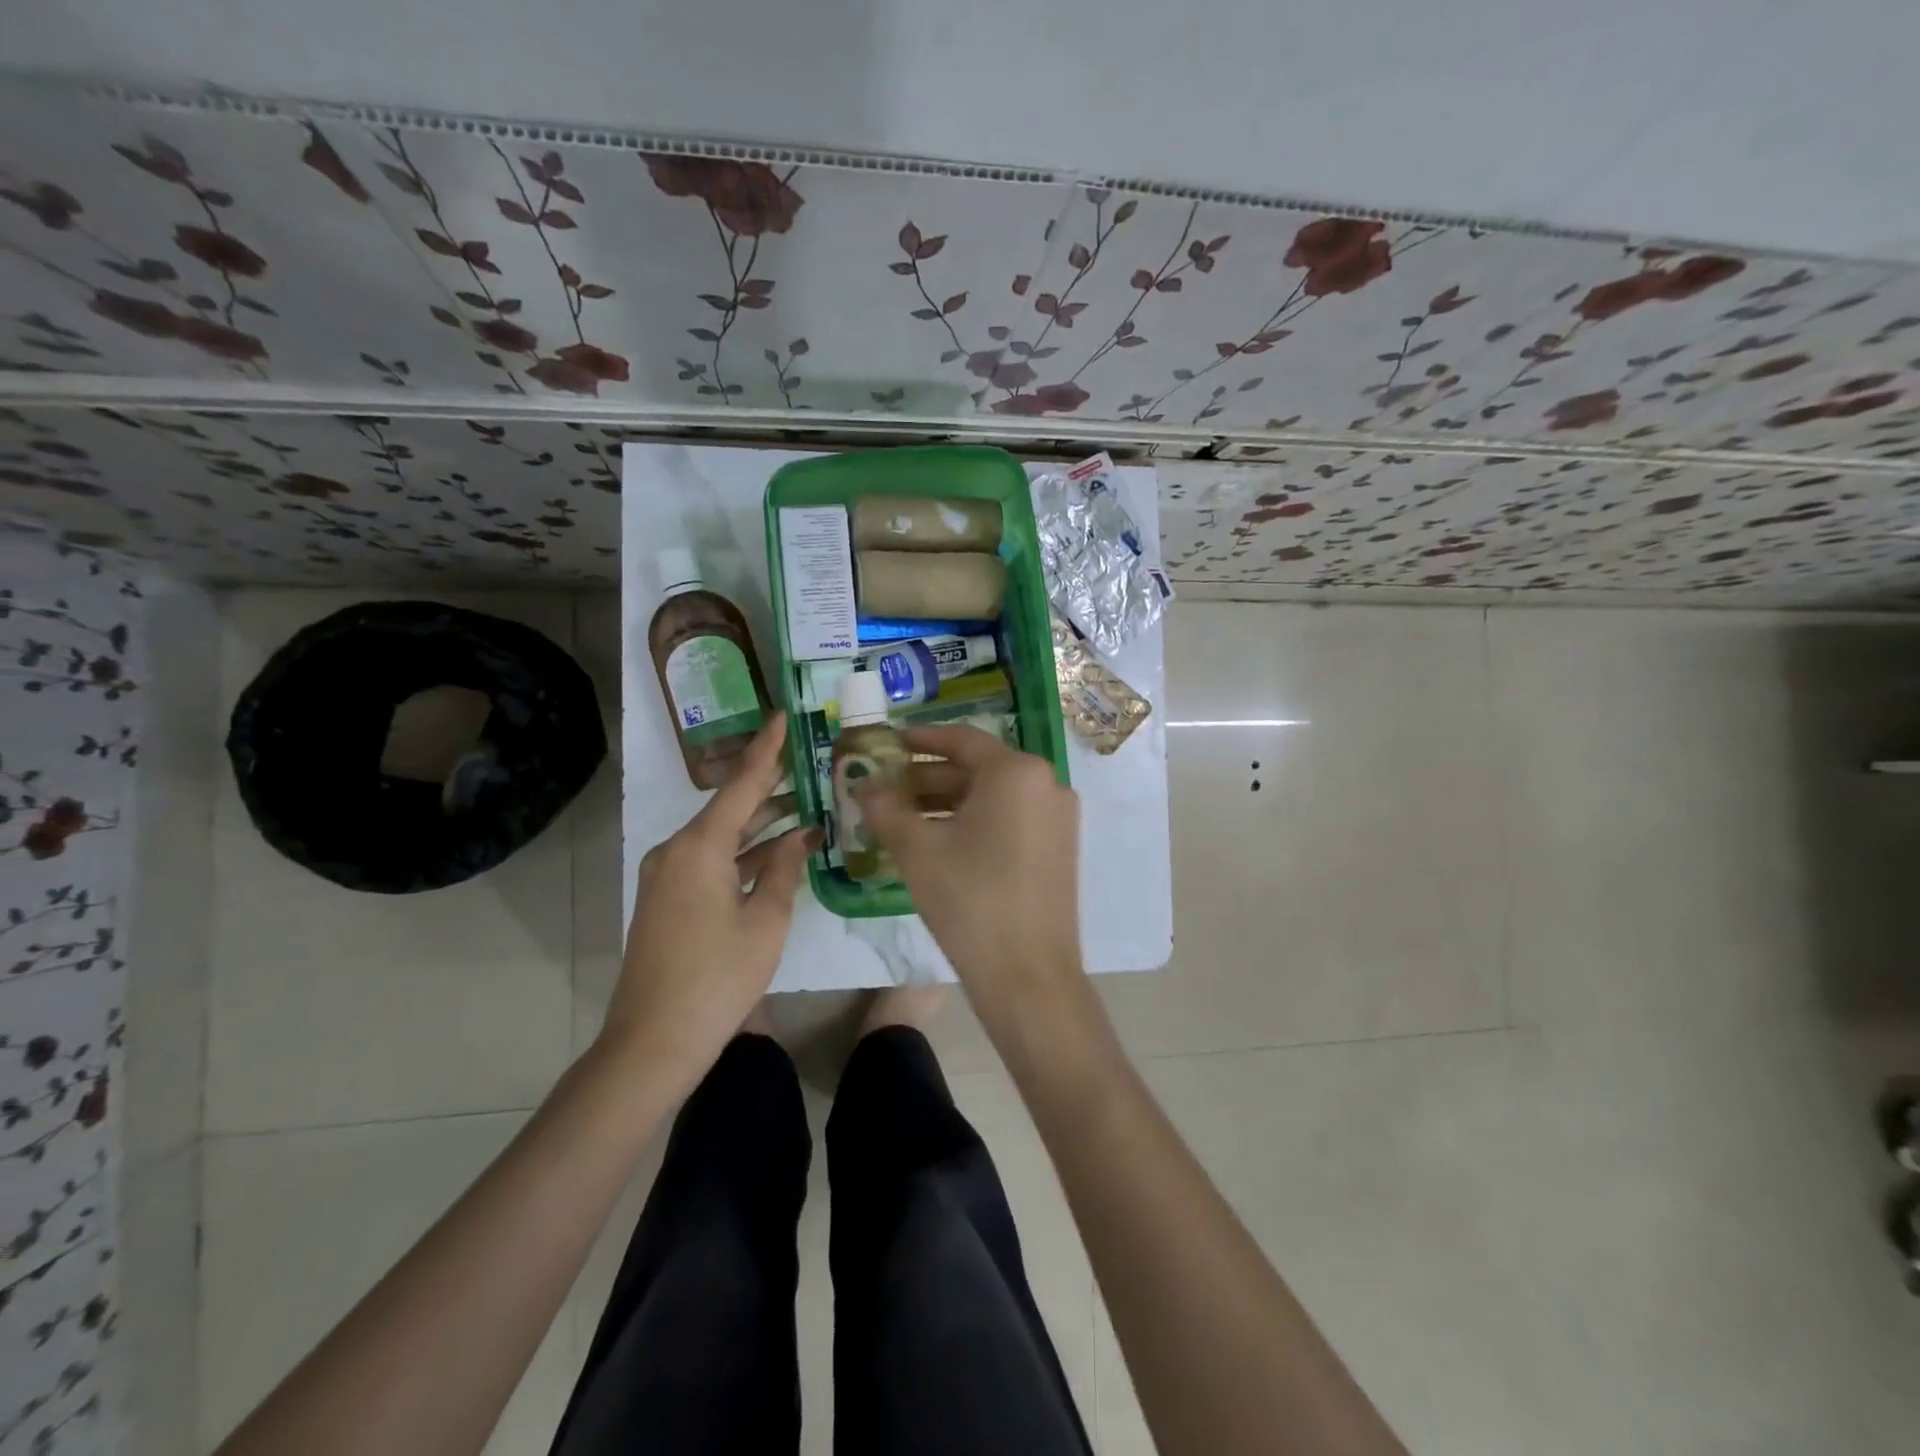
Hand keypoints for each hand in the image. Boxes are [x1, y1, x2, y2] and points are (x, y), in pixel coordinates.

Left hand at [601, 712, 811, 1086]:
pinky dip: (743, 854)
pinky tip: (778, 852)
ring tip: (804, 803)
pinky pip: (711, 860)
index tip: (781, 716)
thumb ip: (785, 869)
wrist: (654, 1041)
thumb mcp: (766, 921)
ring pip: (722, 836)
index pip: (741, 784)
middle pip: (730, 807)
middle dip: (769, 785)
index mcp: (699, 846)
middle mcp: (677, 850)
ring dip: (760, 824)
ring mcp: (668, 875)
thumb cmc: (718, 977)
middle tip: (807, 760)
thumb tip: (803, 835)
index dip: (765, 749)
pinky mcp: (668, 899)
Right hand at [855, 726, 1085, 1032]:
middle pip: (978, 768)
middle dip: (927, 777)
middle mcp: (1046, 784)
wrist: (1028, 976)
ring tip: (902, 817)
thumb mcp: (917, 850)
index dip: (919, 739)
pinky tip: (938, 840)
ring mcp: (1058, 818)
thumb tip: (864, 785)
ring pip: (993, 796)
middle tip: (885, 787)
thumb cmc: (970, 900)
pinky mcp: (1059, 848)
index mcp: (1017, 772)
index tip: (887, 743)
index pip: (961, 740)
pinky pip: (1010, 819)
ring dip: (947, 802)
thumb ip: (885, 807)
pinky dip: (974, 821)